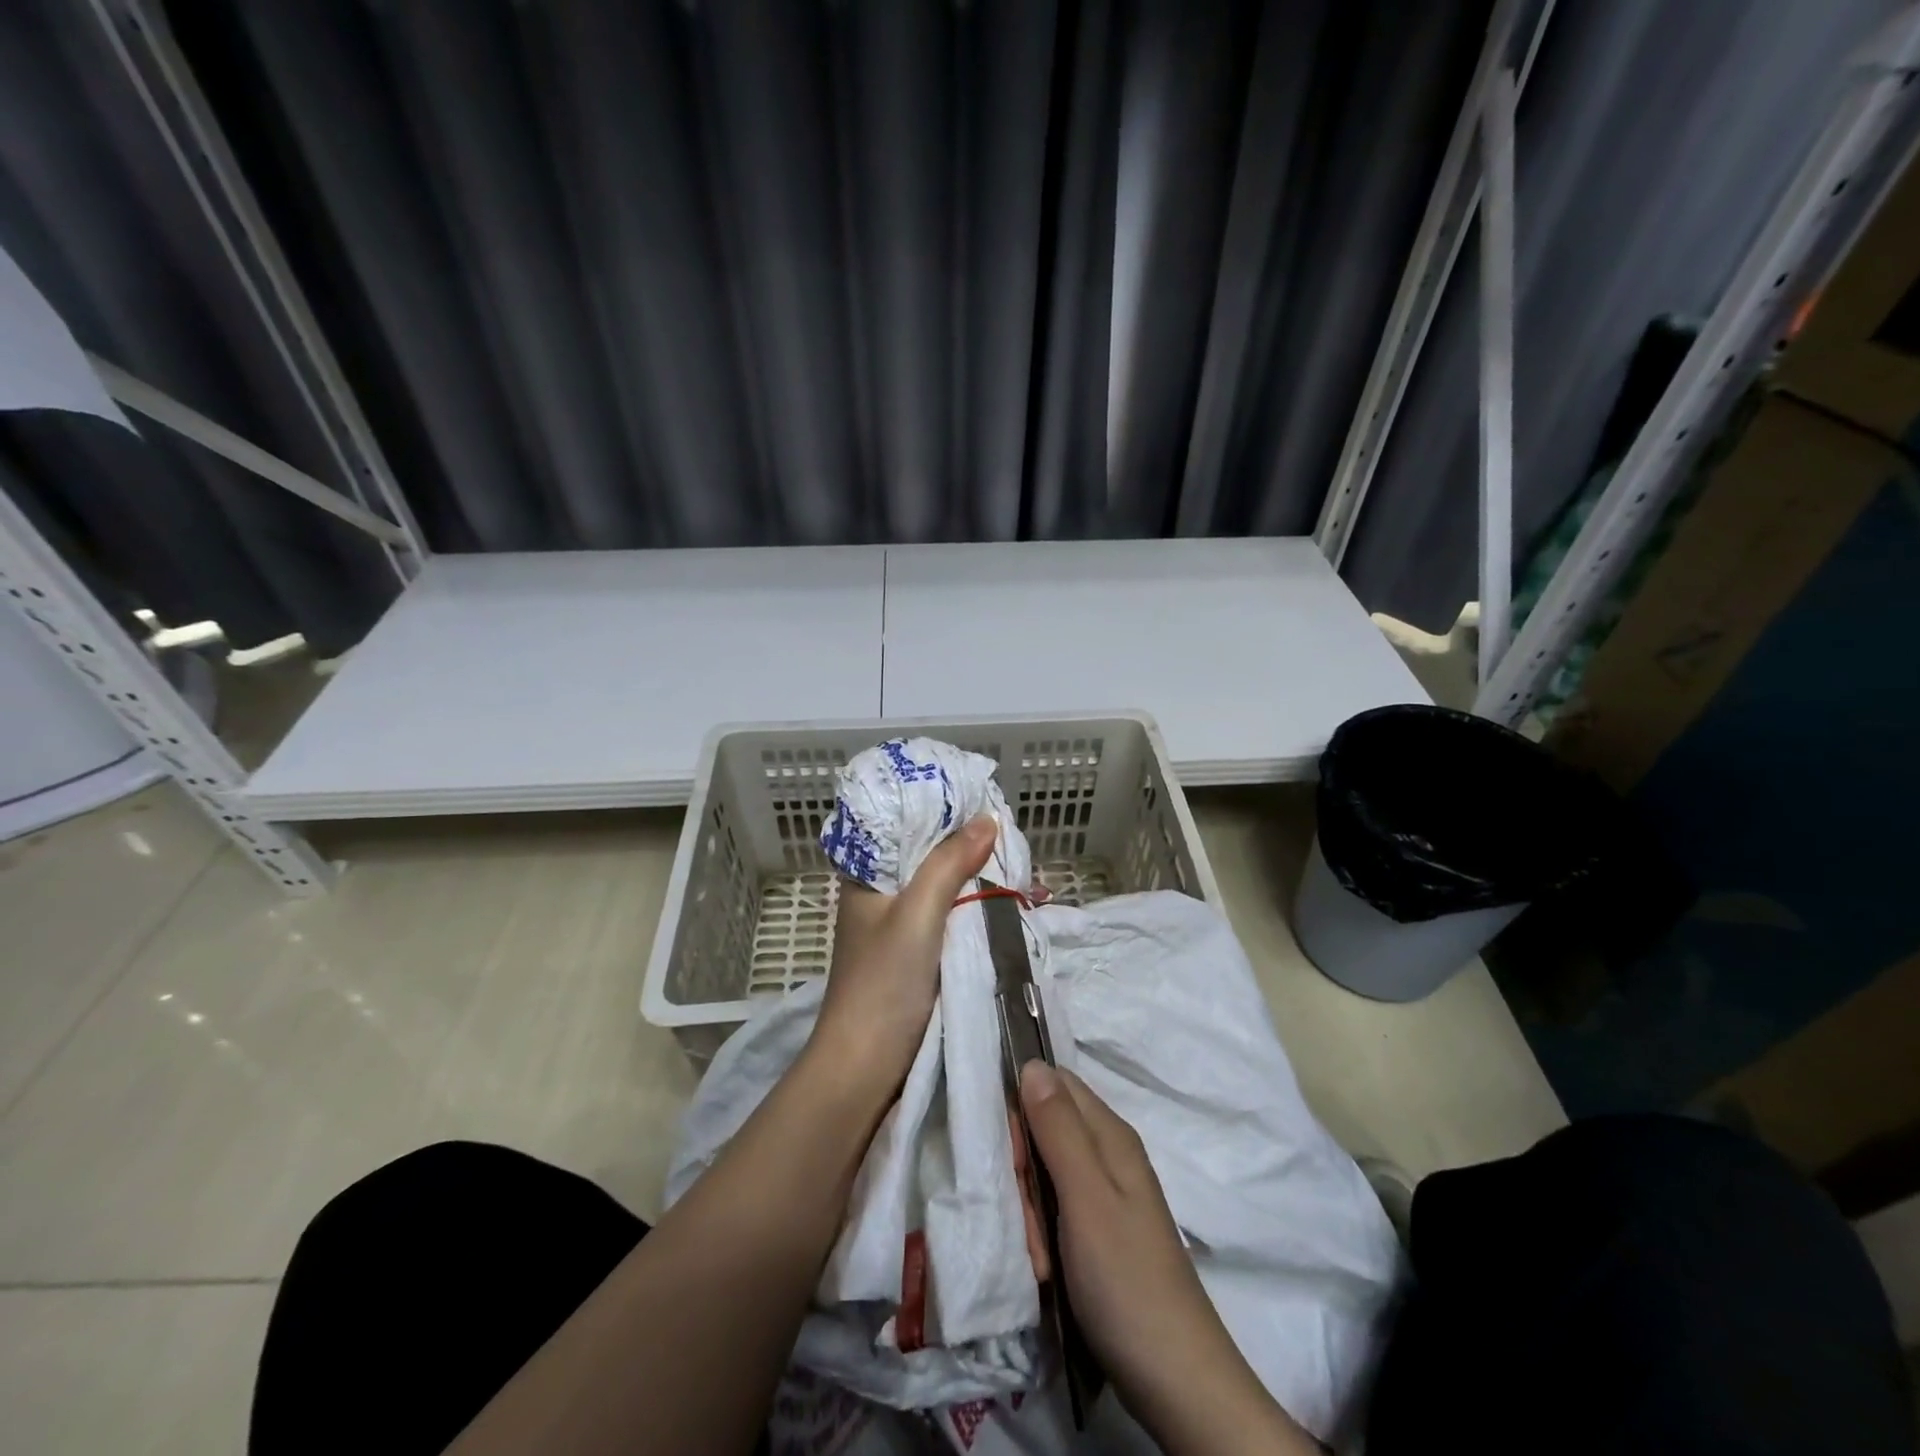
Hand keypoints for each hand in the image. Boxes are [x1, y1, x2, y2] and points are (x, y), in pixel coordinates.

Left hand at [810, 815, 997, 1095]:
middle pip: (931, 856)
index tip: (986, 802)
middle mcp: (883, 893)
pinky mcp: (919, 952)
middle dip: (972, 848)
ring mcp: (902, 925)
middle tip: (1016, 840)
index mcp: (867, 874)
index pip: (907, 825)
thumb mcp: (917, 913)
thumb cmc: (883, 983)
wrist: (866, 1066)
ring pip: (947, 888)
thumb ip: (949, 864)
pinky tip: (1011, 903)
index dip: (945, 812)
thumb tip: (988, 820)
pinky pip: (954, 917)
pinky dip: (980, 908)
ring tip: (1024, 869)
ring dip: (980, 879)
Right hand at [1019, 1063, 1316, 1455]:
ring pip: (1045, 1173)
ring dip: (1030, 1210)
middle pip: (1046, 1129)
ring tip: (1040, 1255)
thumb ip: (1058, 1129)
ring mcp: (1105, 1196)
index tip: (1010, 1156)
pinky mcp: (1100, 1232)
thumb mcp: (1085, 1197)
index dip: (1022, 1109)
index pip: (1053, 1084)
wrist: (1177, 1382)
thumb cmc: (1127, 1281)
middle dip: (1023, 1169)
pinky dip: (1043, 1234)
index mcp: (1109, 1135)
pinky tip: (1046, 1269)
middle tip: (1027, 1217)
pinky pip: (1056, 1210)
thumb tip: (1033, 1063)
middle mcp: (1109, 1154)